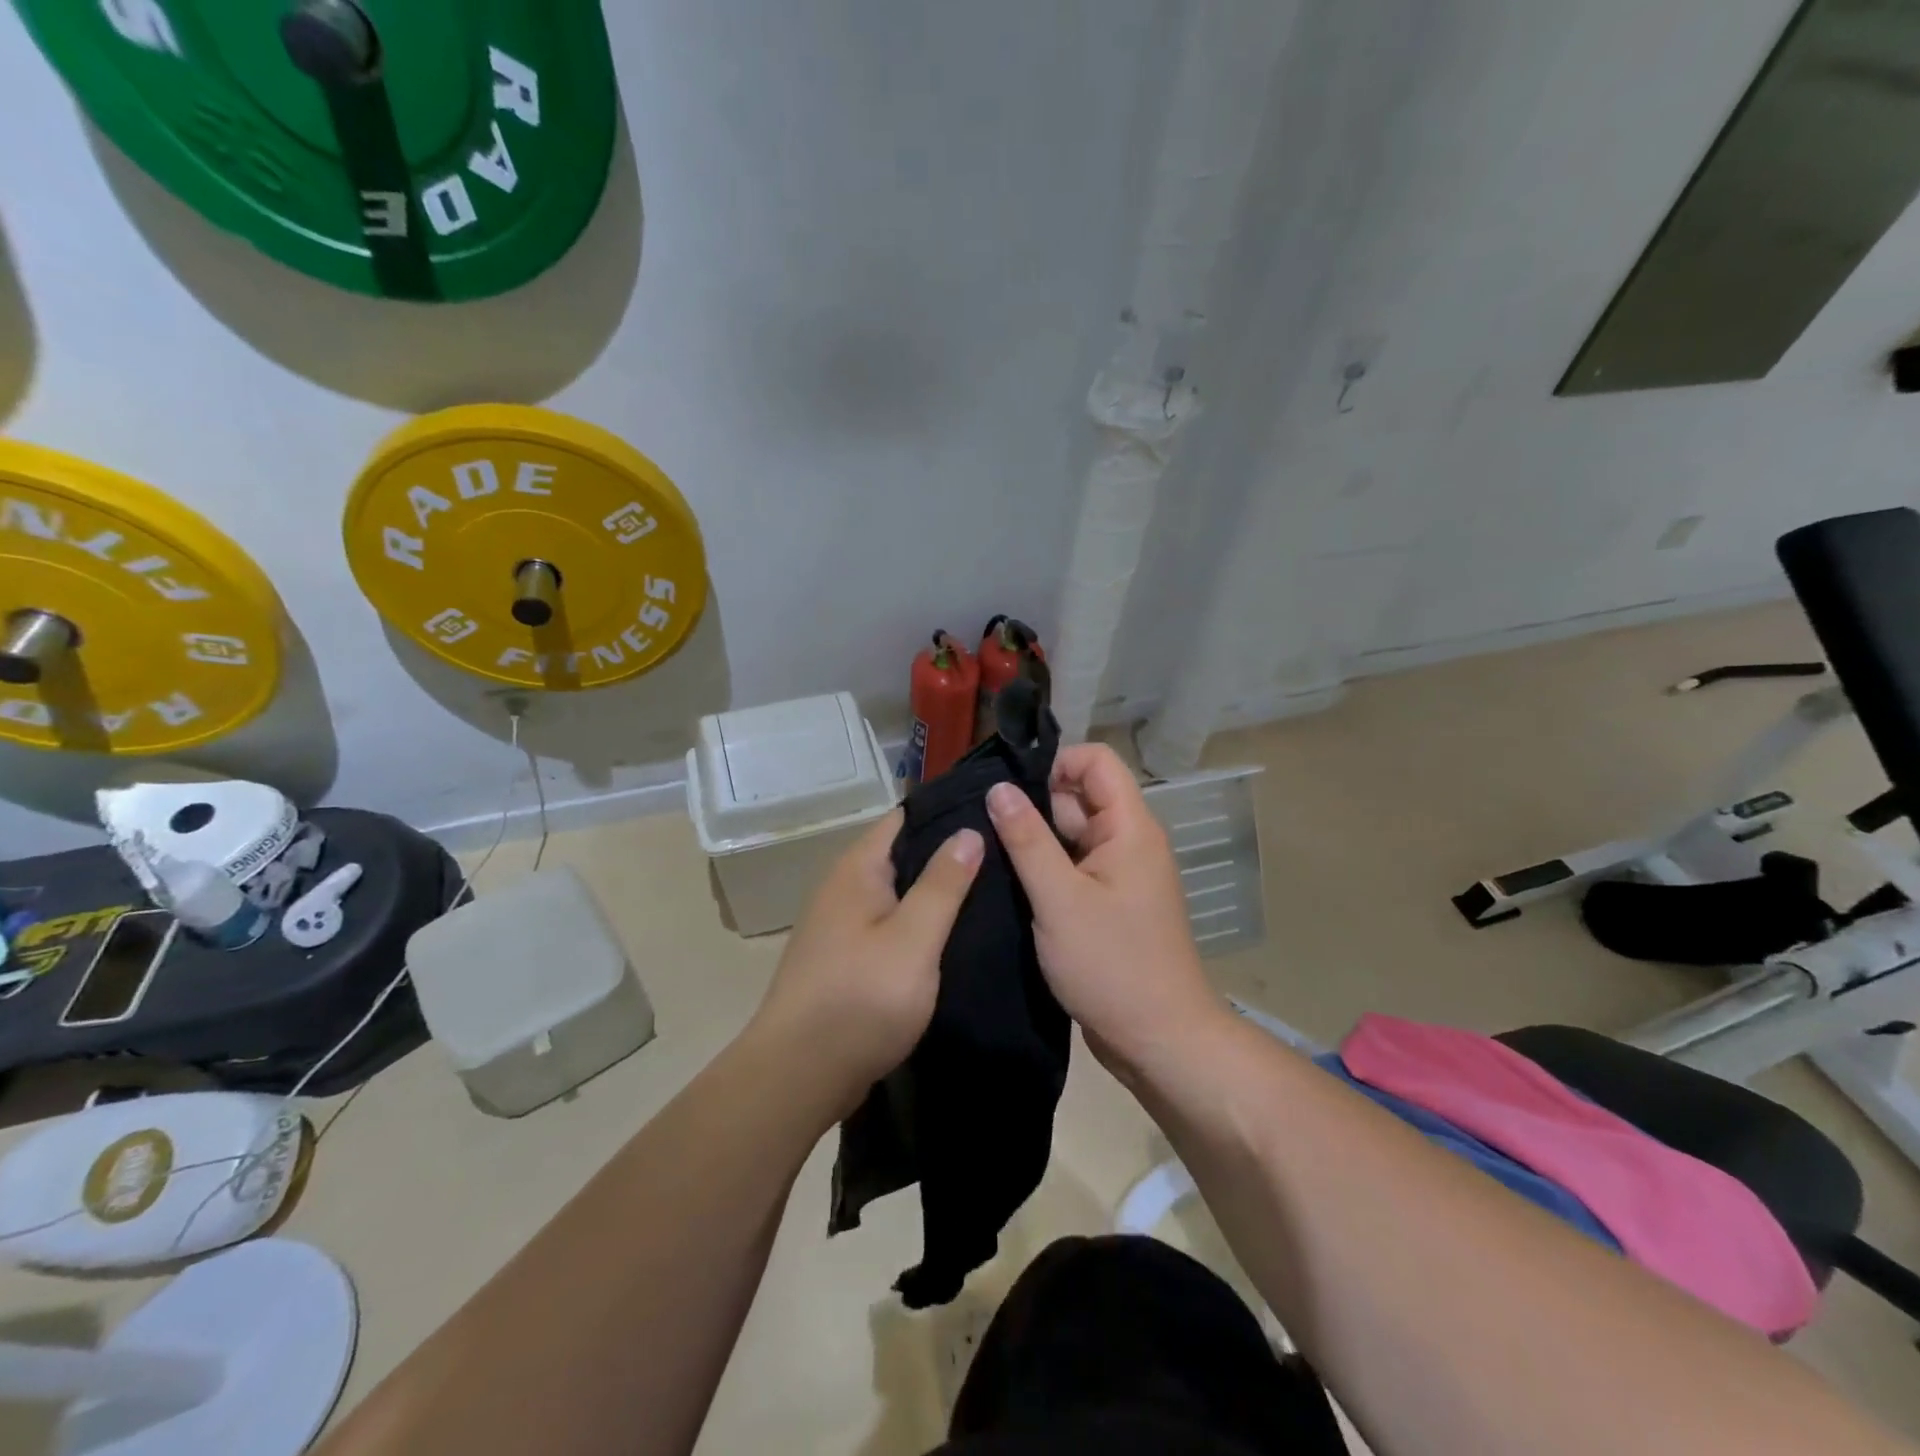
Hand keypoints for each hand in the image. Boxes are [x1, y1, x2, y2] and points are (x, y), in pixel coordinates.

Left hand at [750, 809, 982, 1107]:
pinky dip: (917, 924)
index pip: (905, 818)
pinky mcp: (844, 957)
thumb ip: (943, 884)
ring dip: (934, 893)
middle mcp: (844, 887)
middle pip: (902, 854)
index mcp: (857, 869)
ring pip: (897, 893)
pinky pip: (888, 925)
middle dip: (946, 855)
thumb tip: (968, 831)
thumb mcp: (914, 939)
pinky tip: (951, 937)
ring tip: (989, 893)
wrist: (799, 1075)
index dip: (947, 814)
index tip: (993, 816)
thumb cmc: (861, 999)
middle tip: (1003, 857)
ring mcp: (840, 924)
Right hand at [987, 744, 1223, 1074]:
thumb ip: (1027, 840)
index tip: (1012, 792)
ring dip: (1034, 842)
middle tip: (983, 828)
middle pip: (1079, 797)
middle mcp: (1128, 842)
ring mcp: (1118, 874)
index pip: (1096, 761)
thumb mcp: (1059, 900)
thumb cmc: (1112, 965)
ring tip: (986, 855)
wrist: (1158, 1039)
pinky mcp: (1107, 903)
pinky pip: (1072, 868)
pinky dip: (1044, 871)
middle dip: (1034, 805)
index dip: (1055, 764)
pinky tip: (1007, 883)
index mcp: (1130, 828)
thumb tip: (999, 788)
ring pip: (1070, 835)